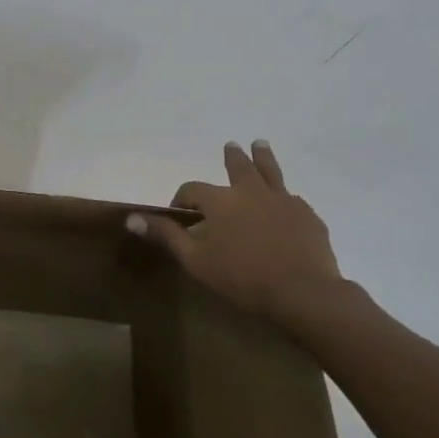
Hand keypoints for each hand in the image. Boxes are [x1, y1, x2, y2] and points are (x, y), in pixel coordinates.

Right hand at [127, 140, 351, 337]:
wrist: (302, 293)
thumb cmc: (242, 278)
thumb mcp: (195, 260)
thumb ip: (166, 236)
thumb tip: (131, 218)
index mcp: (220, 201)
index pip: (192, 189)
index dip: (181, 198)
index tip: (178, 212)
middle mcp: (251, 192)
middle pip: (238, 167)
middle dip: (232, 157)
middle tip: (231, 146)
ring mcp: (283, 201)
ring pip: (270, 172)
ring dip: (263, 157)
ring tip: (260, 144)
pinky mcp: (307, 216)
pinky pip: (293, 199)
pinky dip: (285, 196)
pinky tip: (287, 201)